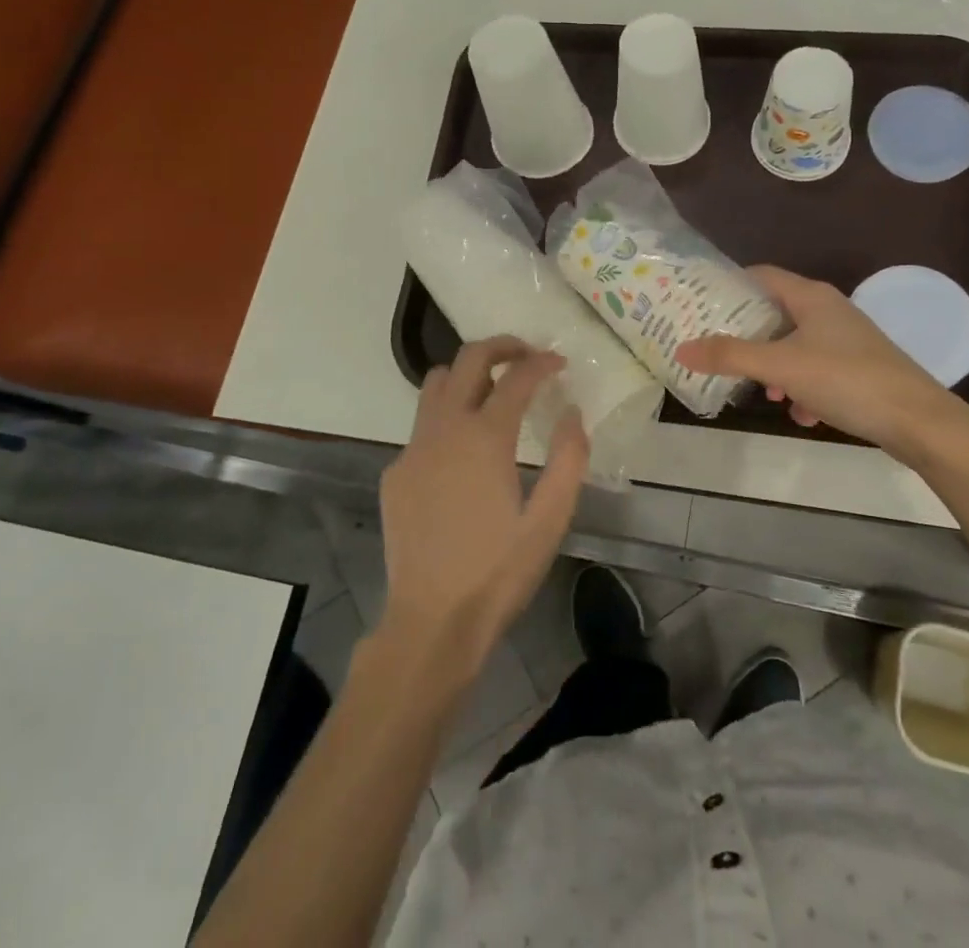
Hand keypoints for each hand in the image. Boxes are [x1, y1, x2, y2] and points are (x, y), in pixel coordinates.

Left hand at [375, 337, 588, 681]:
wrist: (431, 622)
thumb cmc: (498, 573)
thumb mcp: (550, 520)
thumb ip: (569, 459)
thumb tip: (572, 414)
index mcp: (485, 437)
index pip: (516, 377)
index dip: (542, 362)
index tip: (560, 363)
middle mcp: (444, 429)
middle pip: (468, 359)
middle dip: (501, 346)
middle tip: (526, 355)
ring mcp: (413, 448)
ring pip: (435, 384)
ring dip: (467, 375)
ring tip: (493, 392)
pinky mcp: (395, 472)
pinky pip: (422, 425)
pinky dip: (447, 417)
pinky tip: (463, 453)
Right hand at [676, 265, 968, 455]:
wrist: (918, 421)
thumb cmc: (846, 379)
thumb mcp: (781, 367)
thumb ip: (730, 356)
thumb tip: (681, 347)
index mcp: (811, 296)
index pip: (761, 274)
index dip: (730, 285)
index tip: (700, 304)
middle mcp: (829, 310)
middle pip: (775, 313)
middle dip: (748, 335)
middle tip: (717, 351)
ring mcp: (847, 339)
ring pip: (795, 345)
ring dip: (775, 368)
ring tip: (763, 393)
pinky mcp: (859, 367)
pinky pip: (817, 370)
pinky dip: (802, 388)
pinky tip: (801, 414)